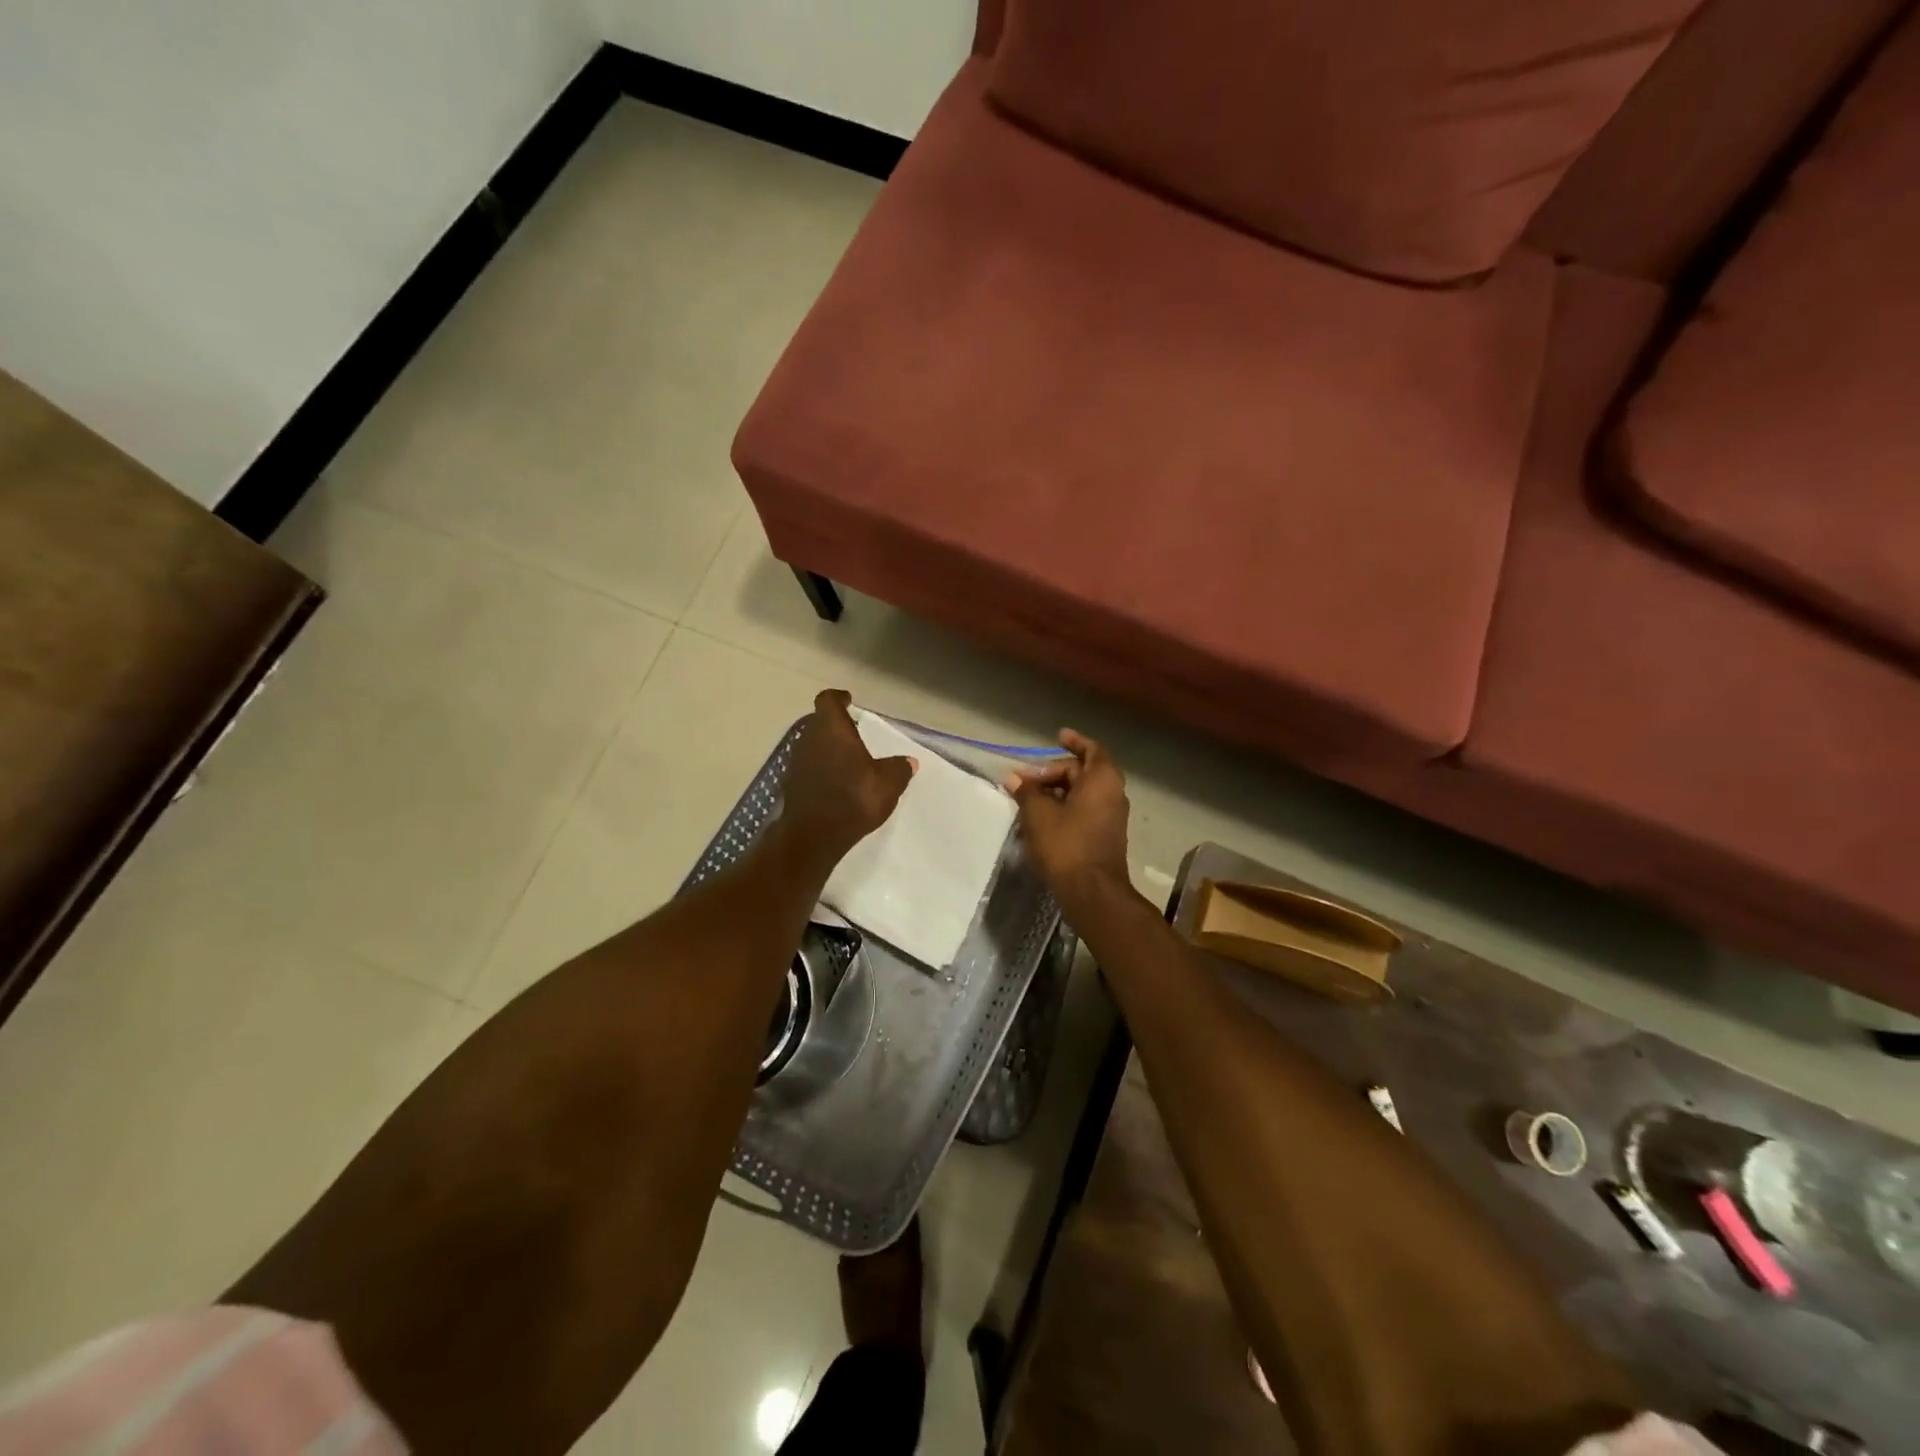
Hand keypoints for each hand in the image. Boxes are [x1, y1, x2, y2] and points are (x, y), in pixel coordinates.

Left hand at [781, 690, 915, 861]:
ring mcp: (796, 763)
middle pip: (820, 723)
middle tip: (855, 734)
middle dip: (836, 726)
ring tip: (849, 761)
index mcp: (831, 729)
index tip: (848, 700)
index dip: (838, 698)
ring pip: (813, 746)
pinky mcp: (792, 785)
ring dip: (828, 750)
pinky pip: (809, 768)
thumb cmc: (853, 798)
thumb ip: (899, 769)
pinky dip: (821, 770)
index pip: (828, 700)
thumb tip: (909, 762)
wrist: (813, 837)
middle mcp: (809, 739)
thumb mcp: (888, 783)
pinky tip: (837, 785)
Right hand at [1004, 730, 1132, 916]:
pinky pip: (1084, 813)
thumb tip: (1014, 779)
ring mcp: (1111, 818)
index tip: (1058, 736)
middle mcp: (1113, 794)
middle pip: (1082, 773)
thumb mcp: (1038, 814)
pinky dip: (1064, 810)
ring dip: (1056, 794)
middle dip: (1053, 774)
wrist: (1092, 893)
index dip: (1075, 741)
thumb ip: (1026, 792)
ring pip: (1081, 795)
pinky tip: (1040, 821)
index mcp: (1102, 780)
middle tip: (1025, 781)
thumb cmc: (1066, 845)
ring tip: (1027, 801)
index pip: (1091, 750)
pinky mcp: (1104, 837)